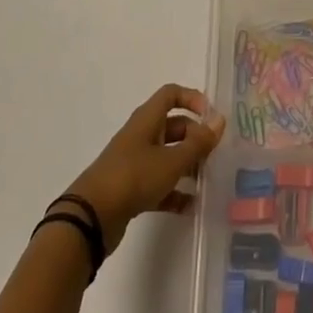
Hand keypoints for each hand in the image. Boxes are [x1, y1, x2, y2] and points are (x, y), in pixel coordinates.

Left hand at [64, 84, 225, 252]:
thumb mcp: (172, 160)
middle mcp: (141, 136)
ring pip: (167, 156)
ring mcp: (135, 163)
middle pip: (173, 126)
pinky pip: (159, 184)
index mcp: (147, 119)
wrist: (91, 217)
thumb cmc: (134, 177)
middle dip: (195, 137)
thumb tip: (220, 120)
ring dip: (187, 165)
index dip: (193, 99)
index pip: (171, 94)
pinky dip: (174, 192)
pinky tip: (191, 206)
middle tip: (214, 154)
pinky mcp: (131, 189)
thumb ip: (198, 142)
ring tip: (207, 180)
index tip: (211, 117)